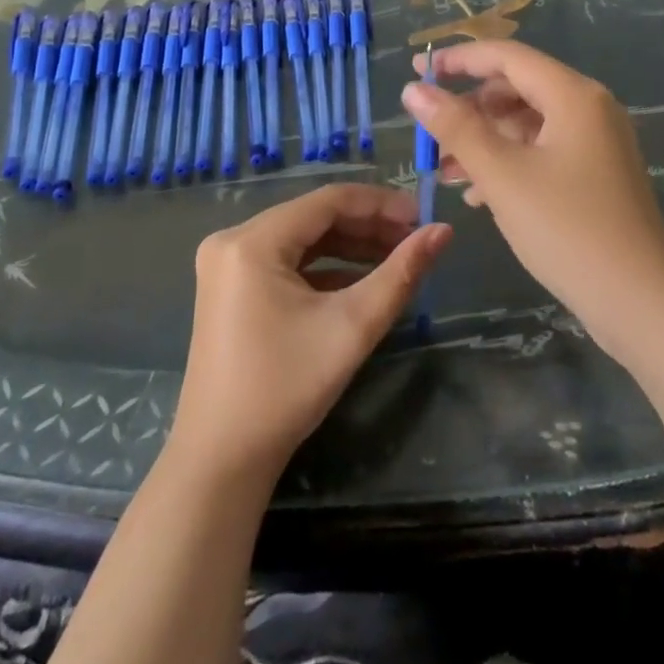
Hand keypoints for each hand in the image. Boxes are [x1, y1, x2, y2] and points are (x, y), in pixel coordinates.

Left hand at [170, 184, 450, 478]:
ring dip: (349, 244)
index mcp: (252, 241)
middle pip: (315, 216)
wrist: (220, 463)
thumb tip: (443, 231)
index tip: (422, 217)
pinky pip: (286, 259)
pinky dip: (325, 265)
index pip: (328, 200)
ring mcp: (227, 264)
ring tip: (396, 256)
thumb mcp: (352, 326)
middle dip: (368, 225)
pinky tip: (361, 279)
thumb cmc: (285, 390)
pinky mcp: (230, 287)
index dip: (380, 204)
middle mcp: (233, 240)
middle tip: (413, 239)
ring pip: (302, 237)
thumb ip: (401, 273)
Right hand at [401, 41, 663, 359]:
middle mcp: (590, 107)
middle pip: (518, 88)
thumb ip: (456, 128)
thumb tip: (414, 90)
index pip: (507, 56)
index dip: (459, 59)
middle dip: (470, 108)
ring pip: (529, 123)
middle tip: (429, 134)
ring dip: (486, 141)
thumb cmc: (567, 229)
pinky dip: (510, 163)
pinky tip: (480, 196)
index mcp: (573, 94)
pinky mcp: (598, 173)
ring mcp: (598, 141)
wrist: (642, 302)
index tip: (418, 71)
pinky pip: (545, 151)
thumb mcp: (503, 175)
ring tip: (446, 172)